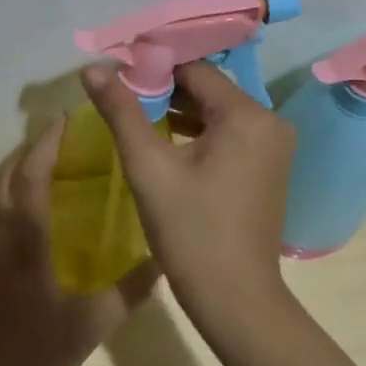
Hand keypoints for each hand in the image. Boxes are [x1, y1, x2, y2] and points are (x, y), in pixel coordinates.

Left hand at [0, 119, 158, 365]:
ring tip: (42, 167)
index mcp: (24, 246)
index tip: (63, 122)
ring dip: (12, 174)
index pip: (30, 179)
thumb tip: (163, 261)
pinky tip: (24, 214)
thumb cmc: (36, 361)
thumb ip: (129, 292)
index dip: (45, 146)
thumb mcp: (91, 328)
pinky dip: (3, 200)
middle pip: (2, 179)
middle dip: (26, 152)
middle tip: (56, 139)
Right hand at [80, 61, 294, 322]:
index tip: (115, 72)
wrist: (235, 300)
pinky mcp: (266, 167)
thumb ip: (121, 113)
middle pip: (207, 89)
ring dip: (177, 111)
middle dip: (162, 88)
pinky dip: (196, 133)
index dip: (152, 66)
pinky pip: (227, 135)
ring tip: (132, 113)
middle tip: (118, 94)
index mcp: (248, 115)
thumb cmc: (191, 232)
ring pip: (216, 112)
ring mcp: (273, 146)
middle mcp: (270, 122)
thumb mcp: (149, 169)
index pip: (194, 69)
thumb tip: (92, 69)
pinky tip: (162, 140)